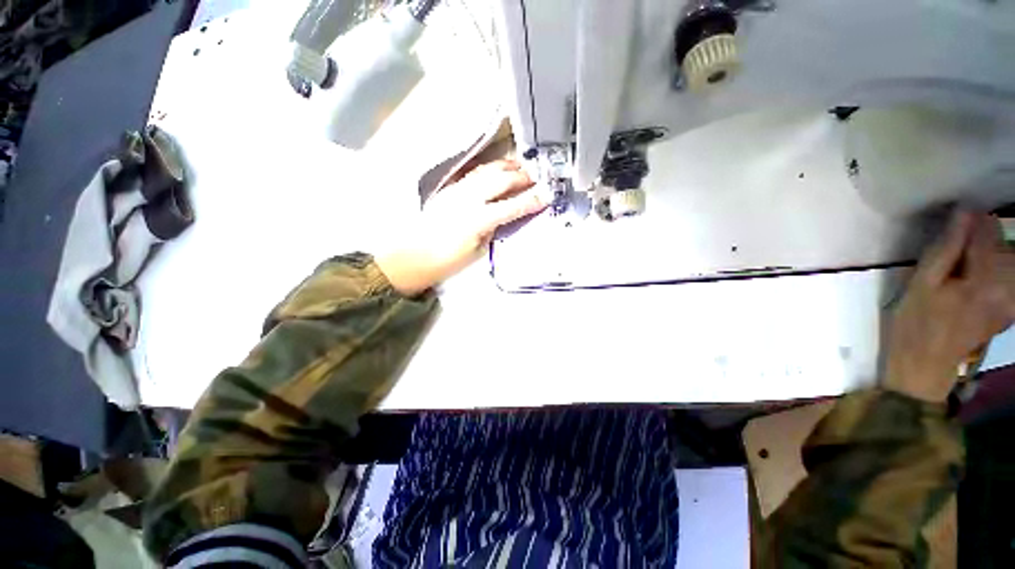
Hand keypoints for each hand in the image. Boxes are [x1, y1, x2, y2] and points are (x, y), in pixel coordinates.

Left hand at [376, 160, 548, 295]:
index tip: (547, 195)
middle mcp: (468, 199)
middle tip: (536, 177)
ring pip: (486, 171)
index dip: (532, 201)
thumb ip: (493, 230)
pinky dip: (488, 170)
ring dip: (505, 167)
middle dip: (521, 177)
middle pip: (501, 180)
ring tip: (520, 166)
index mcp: (479, 219)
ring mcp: (457, 191)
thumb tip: (504, 217)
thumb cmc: (446, 261)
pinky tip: (495, 171)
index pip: (512, 206)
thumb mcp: (477, 251)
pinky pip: (473, 175)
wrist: (412, 256)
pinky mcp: (448, 190)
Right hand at [885, 210, 1014, 402]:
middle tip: (960, 240)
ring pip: (1010, 264)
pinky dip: (998, 271)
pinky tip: (979, 278)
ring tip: (968, 258)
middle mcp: (1007, 290)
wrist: (924, 366)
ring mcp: (1012, 303)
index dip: (974, 219)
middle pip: (1004, 247)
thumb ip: (946, 248)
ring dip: (992, 254)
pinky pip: (1011, 282)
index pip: (988, 234)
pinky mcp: (1009, 311)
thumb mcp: (921, 284)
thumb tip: (965, 212)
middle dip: (985, 237)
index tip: (959, 212)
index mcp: (984, 281)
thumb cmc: (915, 322)